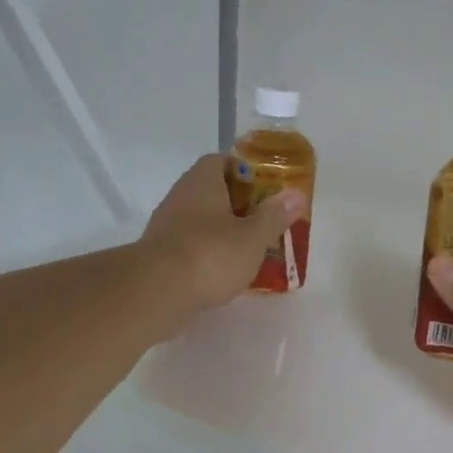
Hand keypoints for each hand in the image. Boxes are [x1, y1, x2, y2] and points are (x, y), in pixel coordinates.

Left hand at [142, 155, 304, 313]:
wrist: (156, 291)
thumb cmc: (210, 255)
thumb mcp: (253, 237)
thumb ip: (274, 216)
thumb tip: (296, 194)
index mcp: (202, 181)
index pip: (221, 161)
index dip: (244, 171)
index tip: (264, 190)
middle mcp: (180, 196)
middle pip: (211, 191)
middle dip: (237, 204)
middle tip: (262, 222)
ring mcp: (166, 225)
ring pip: (200, 219)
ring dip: (221, 230)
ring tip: (248, 249)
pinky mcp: (159, 253)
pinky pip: (190, 244)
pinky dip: (207, 252)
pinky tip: (223, 271)